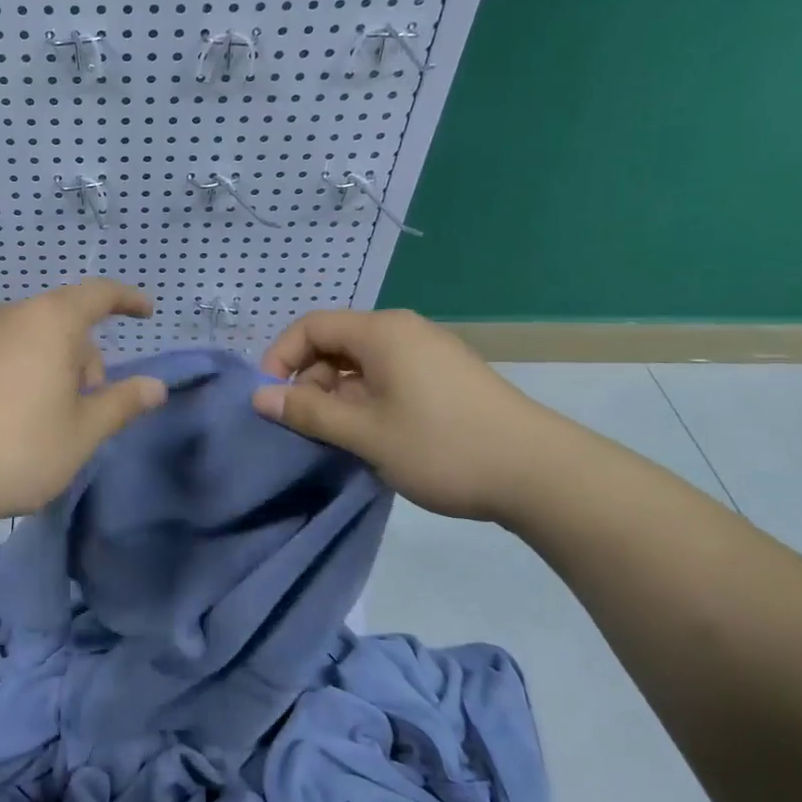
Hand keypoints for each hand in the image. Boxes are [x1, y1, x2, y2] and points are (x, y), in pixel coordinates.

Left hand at [0, 280, 167, 522]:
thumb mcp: (82, 431)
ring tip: (54, 419)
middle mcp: (13, 315)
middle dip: (88, 356)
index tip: (147, 312)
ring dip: (58, 367)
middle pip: (66, 321)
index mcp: (50, 321)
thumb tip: (155, 386)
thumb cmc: (19, 446)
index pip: (98, 294)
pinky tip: (19, 418)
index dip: (127, 299)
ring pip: (36, 338)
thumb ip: (122, 403)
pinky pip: (9, 351)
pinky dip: (28, 371)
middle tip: (90, 406)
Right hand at [251, 309, 559, 520]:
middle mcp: (403, 331)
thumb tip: (260, 397)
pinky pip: (388, 375)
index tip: (270, 400)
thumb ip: (308, 412)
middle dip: (310, 380)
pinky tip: (375, 436)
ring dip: (338, 395)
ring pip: (361, 363)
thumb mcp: (365, 433)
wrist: (541, 474)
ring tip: (341, 437)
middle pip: (335, 343)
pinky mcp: (446, 376)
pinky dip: (367, 399)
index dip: (280, 358)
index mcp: (381, 332)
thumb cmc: (442, 446)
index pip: (310, 326)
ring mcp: (429, 352)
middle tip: (307, 426)